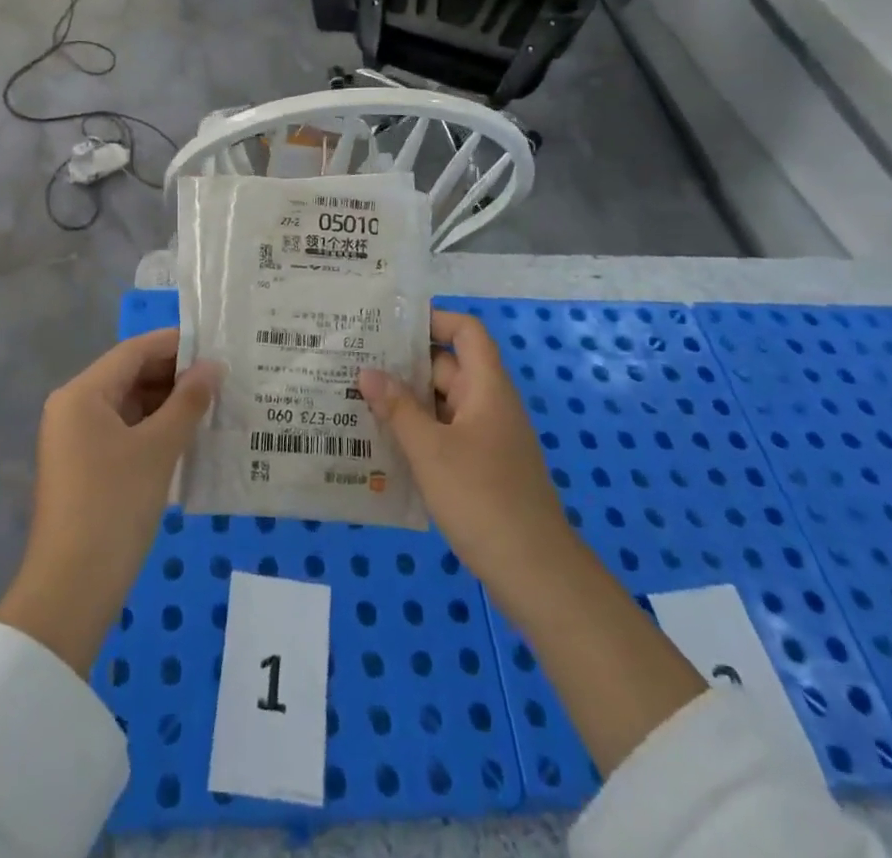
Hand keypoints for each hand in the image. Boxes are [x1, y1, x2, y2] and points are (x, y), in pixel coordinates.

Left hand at [0, 329, 216, 675]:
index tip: (217, 345)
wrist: (71, 590)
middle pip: (130, 375)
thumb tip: (214, 367)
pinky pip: (124, 431)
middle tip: (223, 378)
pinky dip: (154, 429)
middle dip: (175, 375)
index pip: (134, 351)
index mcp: (82, 393)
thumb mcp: (158, 449)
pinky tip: (189, 435)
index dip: (176, 344)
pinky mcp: (84, 466)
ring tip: (214, 404)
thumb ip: (188, 402)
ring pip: (129, 405)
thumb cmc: (114, 506)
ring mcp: (76, 439)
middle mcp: (73, 407)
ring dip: (168, 404)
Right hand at [359, 310, 577, 624]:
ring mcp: (487, 438)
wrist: (535, 572)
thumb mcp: (430, 450)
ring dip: (406, 402)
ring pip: (442, 405)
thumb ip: (397, 409)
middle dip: (404, 364)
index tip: (389, 325)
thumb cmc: (482, 498)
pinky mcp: (482, 468)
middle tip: (356, 362)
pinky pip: (445, 434)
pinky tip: (382, 444)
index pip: (466, 332)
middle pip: (447, 367)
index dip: (433, 319)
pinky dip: (417, 432)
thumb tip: (367, 372)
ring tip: (357, 399)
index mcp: (486, 388)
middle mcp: (489, 405)